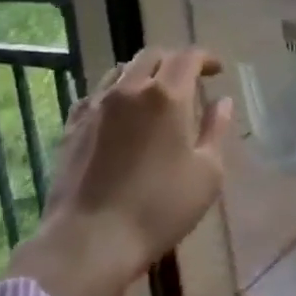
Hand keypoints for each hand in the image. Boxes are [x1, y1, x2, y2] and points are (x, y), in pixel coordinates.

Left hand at [9, 46, 232, 295]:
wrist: (90, 239)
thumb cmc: (159, 209)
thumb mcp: (207, 175)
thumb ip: (216, 130)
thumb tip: (222, 101)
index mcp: (166, 95)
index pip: (188, 57)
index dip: (205, 58)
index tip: (216, 70)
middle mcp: (130, 88)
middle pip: (153, 55)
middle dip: (174, 61)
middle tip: (187, 80)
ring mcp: (97, 104)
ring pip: (122, 70)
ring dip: (143, 73)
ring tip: (153, 94)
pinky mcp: (73, 123)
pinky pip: (97, 93)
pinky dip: (115, 93)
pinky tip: (118, 113)